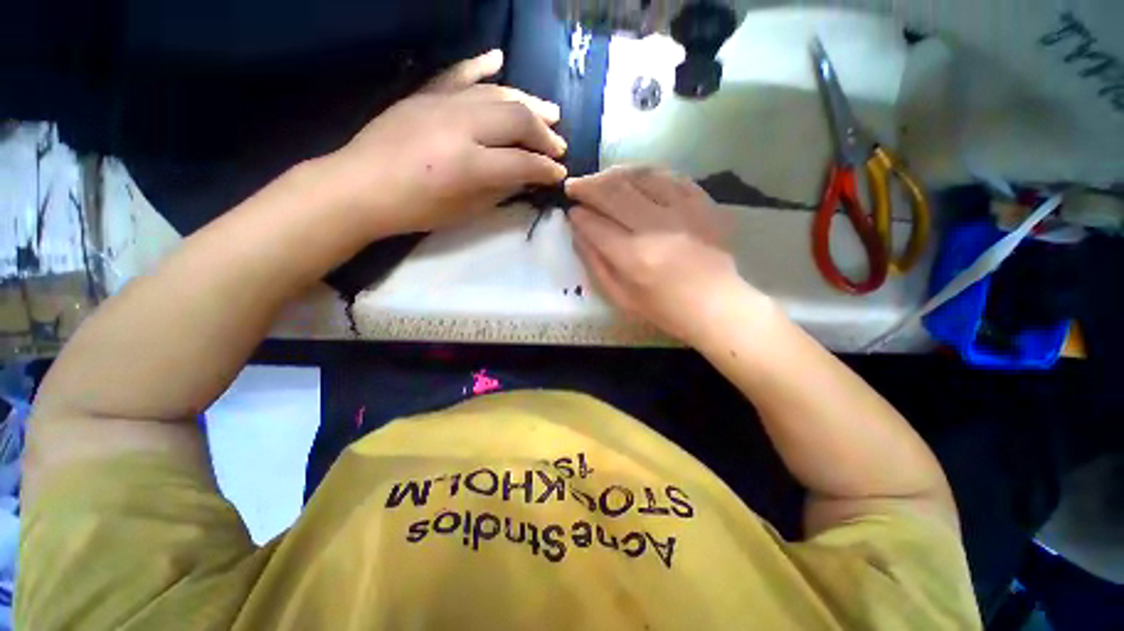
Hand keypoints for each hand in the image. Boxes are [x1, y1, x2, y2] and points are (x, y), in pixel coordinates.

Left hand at [325, 50, 567, 237]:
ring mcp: (441, 104)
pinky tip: (499, 59)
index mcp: (470, 164)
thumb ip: (501, 191)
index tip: (559, 175)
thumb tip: (526, 177)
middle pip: (516, 119)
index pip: (522, 162)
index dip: (546, 170)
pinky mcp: (425, 94)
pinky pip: (458, 73)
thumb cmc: (416, 210)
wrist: (360, 187)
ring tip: (550, 113)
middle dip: (544, 134)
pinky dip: (480, 65)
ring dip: (528, 102)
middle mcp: (460, 126)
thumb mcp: (466, 211)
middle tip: (559, 147)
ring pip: (496, 93)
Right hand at [567, 166, 754, 343]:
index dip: (578, 215)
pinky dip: (645, 172)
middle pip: (613, 193)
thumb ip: (595, 263)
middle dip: (587, 186)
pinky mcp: (701, 202)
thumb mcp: (620, 297)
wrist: (715, 303)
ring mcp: (681, 210)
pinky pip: (668, 175)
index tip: (571, 211)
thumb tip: (578, 231)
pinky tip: (633, 177)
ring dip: (613, 174)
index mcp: (634, 257)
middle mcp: (655, 227)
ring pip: (638, 176)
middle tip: (575, 186)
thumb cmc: (663, 308)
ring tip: (601, 179)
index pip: (595, 225)